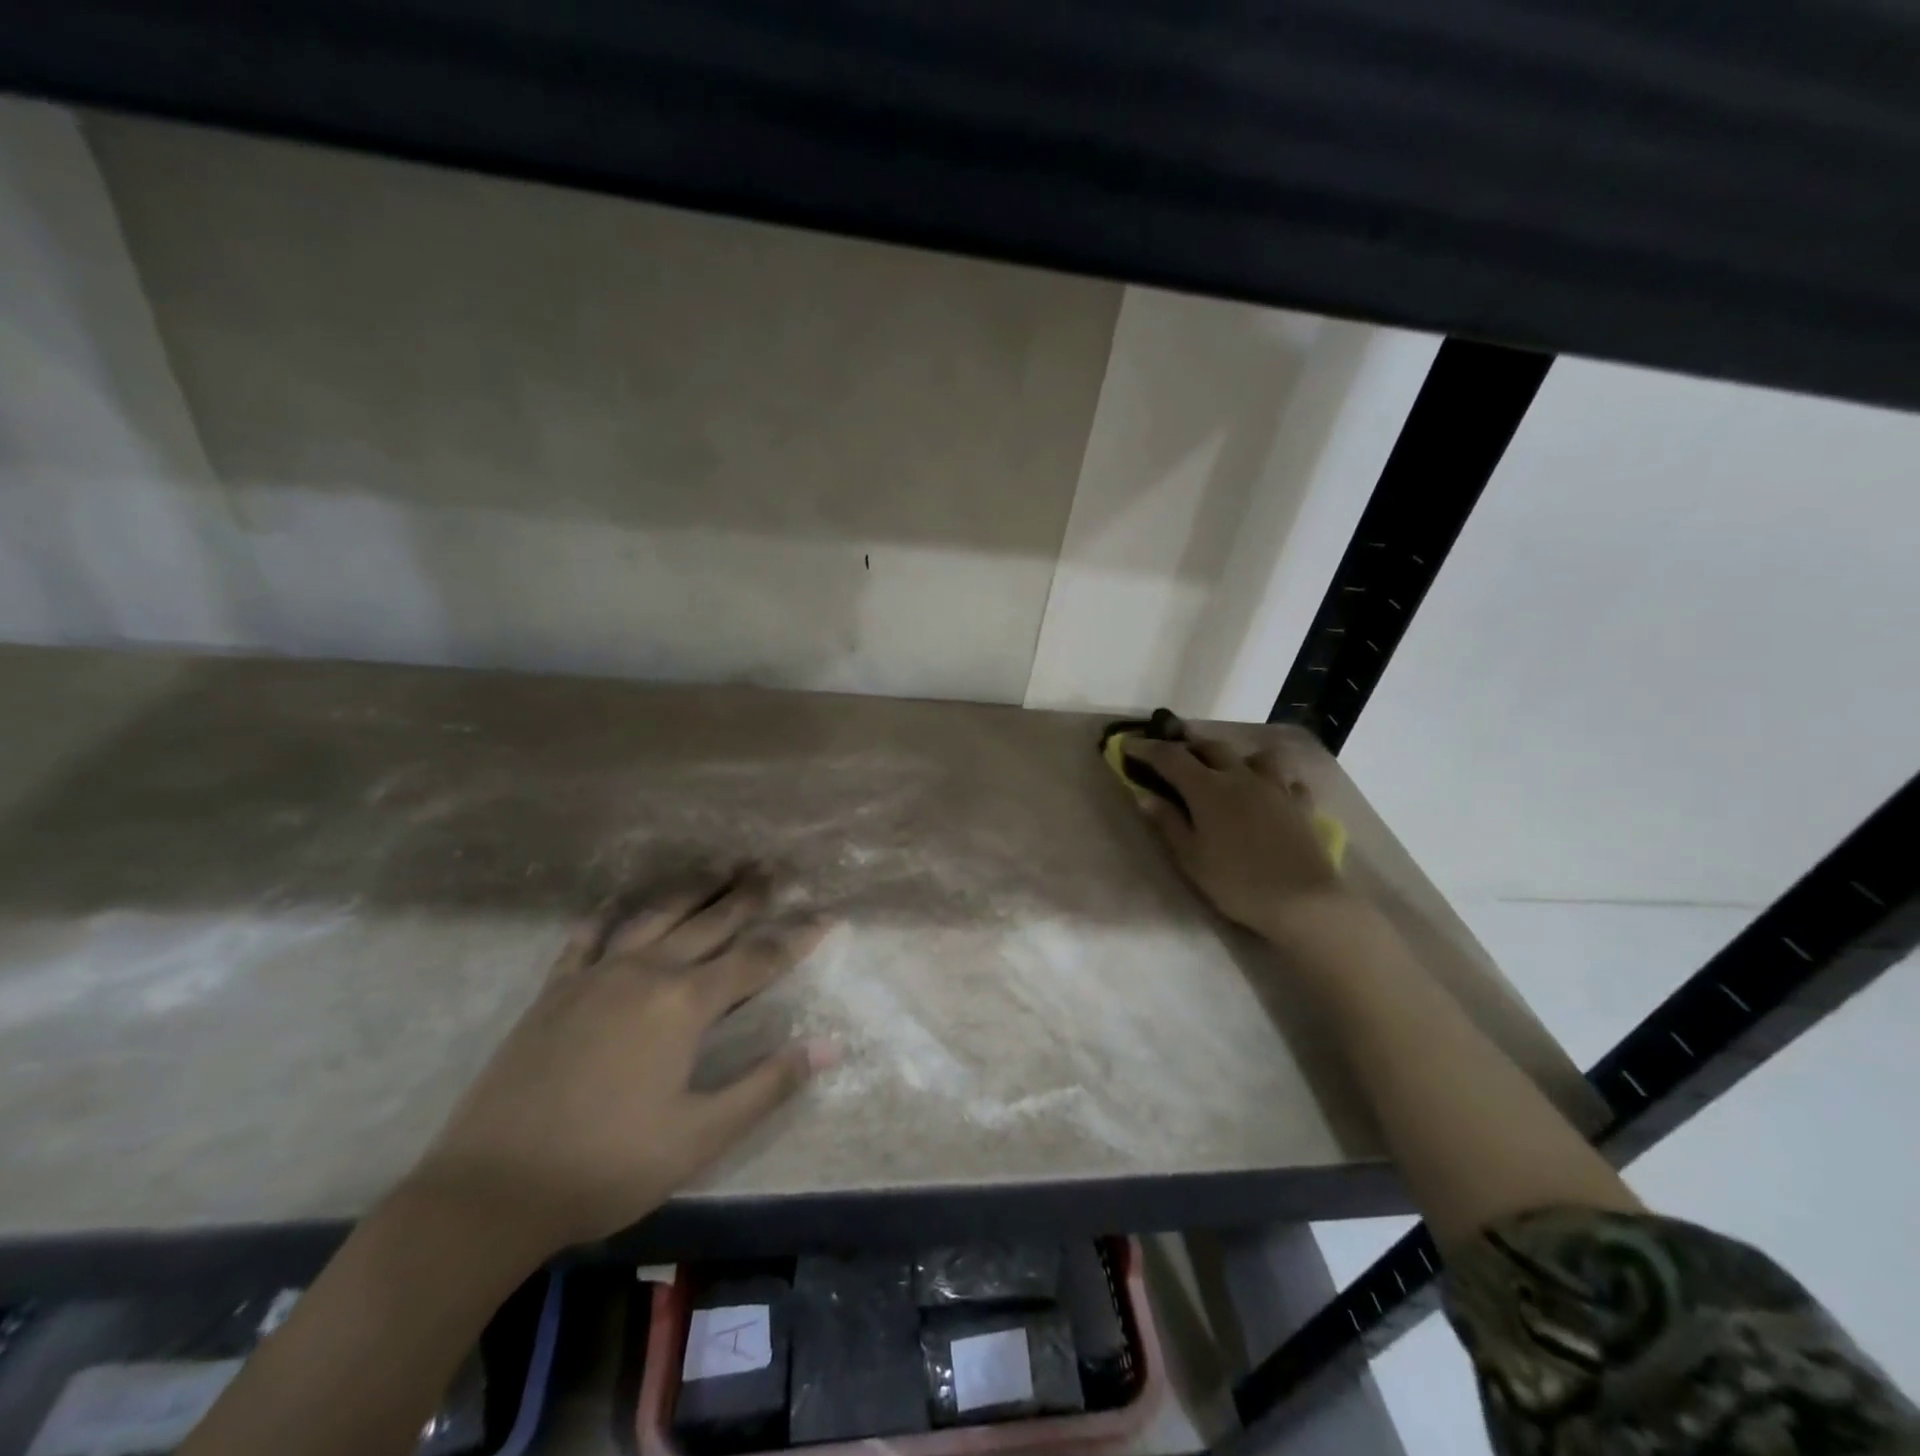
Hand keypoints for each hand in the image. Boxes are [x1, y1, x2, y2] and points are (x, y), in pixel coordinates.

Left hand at [407, 871, 830, 1257]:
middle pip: (710, 921)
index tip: (827, 915)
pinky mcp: (555, 989)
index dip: (796, 937)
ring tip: (720, 865)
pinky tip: (621, 900)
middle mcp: (647, 972)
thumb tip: (830, 1047)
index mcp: (685, 1004)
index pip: (757, 959)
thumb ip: (768, 1085)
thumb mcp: (701, 1136)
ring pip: (657, 915)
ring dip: (693, 887)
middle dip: (748, 893)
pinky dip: (611, 913)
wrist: (490, 1191)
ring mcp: (596, 975)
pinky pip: (588, 936)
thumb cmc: (607, 1166)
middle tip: (774, 866)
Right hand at [1123, 735, 1348, 937]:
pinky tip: (1270, 794)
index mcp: (1208, 788)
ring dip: (1237, 757)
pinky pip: (1287, 780)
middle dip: (1188, 745)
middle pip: (1211, 747)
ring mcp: (1275, 787)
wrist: (1302, 900)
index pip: (1170, 757)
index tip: (1128, 745)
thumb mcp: (1191, 858)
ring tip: (1229, 770)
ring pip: (1256, 755)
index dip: (1146, 749)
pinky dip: (1274, 781)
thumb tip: (1145, 796)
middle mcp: (1241, 777)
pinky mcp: (1301, 804)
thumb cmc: (1236, 882)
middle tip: (1173, 754)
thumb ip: (1168, 823)